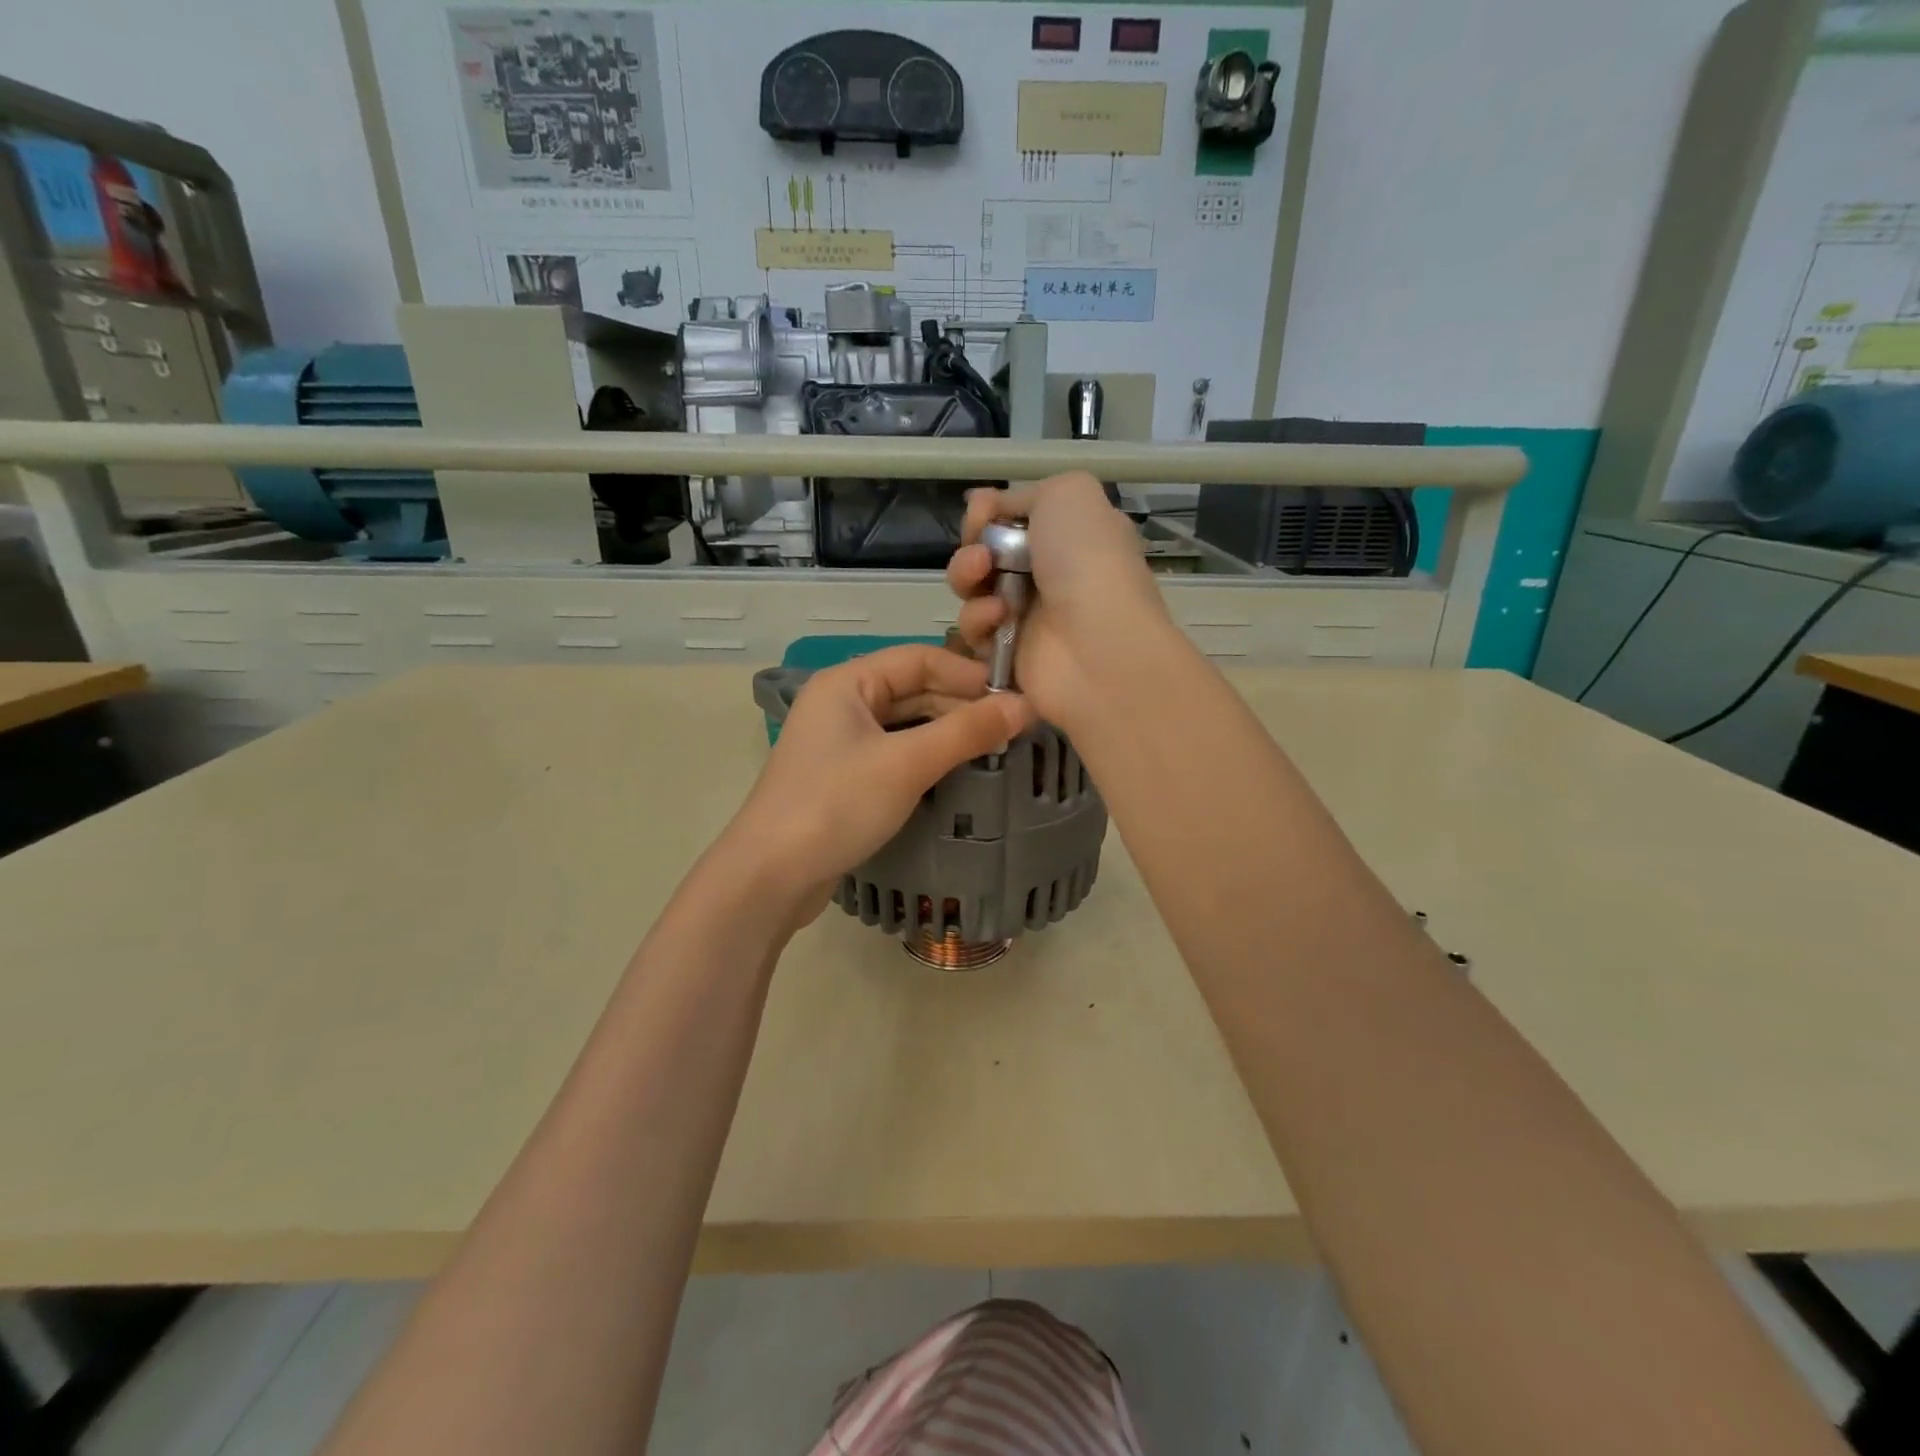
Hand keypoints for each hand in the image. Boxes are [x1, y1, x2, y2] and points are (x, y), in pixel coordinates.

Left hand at [724, 645, 1034, 917]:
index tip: (1015, 697)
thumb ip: (966, 732)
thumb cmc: (836, 805)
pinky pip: (894, 753)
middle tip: (1012, 729)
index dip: (968, 674)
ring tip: (993, 749)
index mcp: (847, 682)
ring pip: (905, 723)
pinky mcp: (843, 777)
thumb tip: (1026, 705)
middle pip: (913, 689)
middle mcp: (841, 703)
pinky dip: (926, 757)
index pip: (920, 658)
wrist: (770, 876)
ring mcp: (840, 742)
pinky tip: (957, 771)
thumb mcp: (907, 764)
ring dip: (947, 732)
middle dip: (961, 706)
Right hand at [946, 472, 1172, 728]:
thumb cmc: (1089, 562)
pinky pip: (974, 629)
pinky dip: (979, 619)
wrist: (1099, 644)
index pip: (1011, 520)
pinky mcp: (1006, 654)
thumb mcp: (1070, 494)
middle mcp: (1046, 574)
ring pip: (972, 589)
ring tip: (983, 577)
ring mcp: (1026, 616)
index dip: (989, 513)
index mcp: (1067, 535)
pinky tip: (998, 617)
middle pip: (984, 553)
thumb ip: (1025, 493)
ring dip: (967, 576)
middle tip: (981, 553)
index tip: (981, 512)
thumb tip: (992, 505)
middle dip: (972, 546)